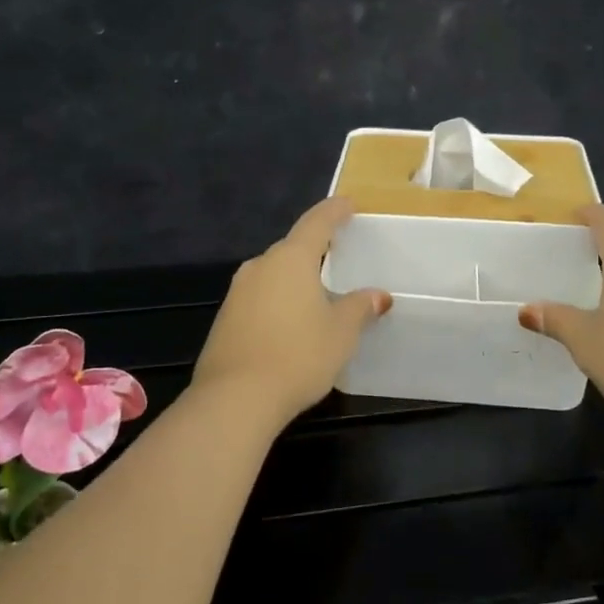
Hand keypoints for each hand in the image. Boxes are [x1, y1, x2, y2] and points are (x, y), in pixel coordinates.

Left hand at [192, 198, 391, 428]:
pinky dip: (278, 301)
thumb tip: (378, 295)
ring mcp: (238, 292)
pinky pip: (259, 298)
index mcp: (291, 259)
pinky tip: (290, 323)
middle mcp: (260, 266)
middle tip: (338, 257)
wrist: (234, 399)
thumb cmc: (298, 355)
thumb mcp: (340, 333)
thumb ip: (359, 308)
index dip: (334, 211)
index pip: (316, 222)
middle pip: (292, 248)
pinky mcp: (225, 318)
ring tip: (317, 294)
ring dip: (295, 279)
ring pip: (273, 274)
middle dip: (315, 250)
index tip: (348, 204)